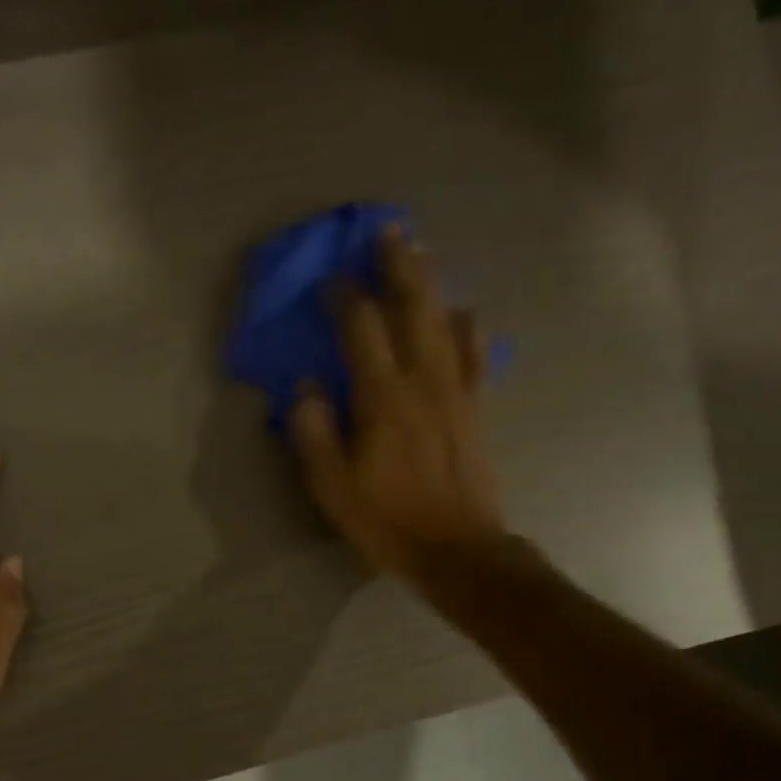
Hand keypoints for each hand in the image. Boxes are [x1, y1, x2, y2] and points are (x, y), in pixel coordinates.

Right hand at [288, 226, 504, 581]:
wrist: (458, 549)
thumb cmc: (387, 520)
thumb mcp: (332, 486)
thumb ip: (313, 432)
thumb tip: (305, 388)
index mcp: (382, 397)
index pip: (361, 328)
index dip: (345, 298)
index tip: (331, 279)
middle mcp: (423, 381)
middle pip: (413, 308)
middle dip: (398, 267)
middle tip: (389, 232)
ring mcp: (455, 392)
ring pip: (445, 322)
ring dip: (431, 284)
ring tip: (422, 254)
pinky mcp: (474, 408)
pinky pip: (474, 354)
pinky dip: (468, 327)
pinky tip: (465, 311)